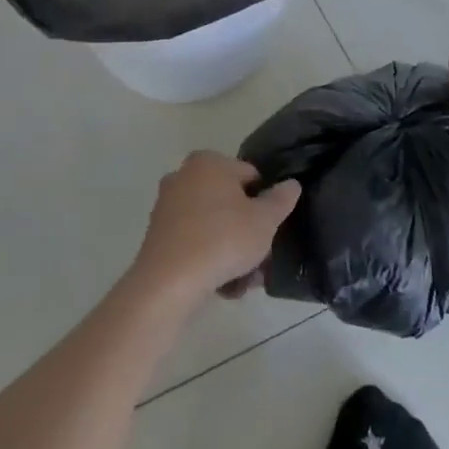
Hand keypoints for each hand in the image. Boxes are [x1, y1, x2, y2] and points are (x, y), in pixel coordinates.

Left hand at [129, 152, 301, 303]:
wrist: (168, 282)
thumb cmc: (223, 239)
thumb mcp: (265, 220)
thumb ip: (281, 199)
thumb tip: (291, 184)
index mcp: (209, 162)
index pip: (250, 177)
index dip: (265, 203)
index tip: (270, 228)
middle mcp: (183, 177)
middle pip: (230, 203)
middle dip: (247, 230)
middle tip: (261, 258)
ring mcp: (167, 207)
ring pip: (213, 226)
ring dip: (231, 250)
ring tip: (245, 280)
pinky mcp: (157, 236)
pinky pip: (194, 242)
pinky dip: (209, 259)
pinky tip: (224, 285)